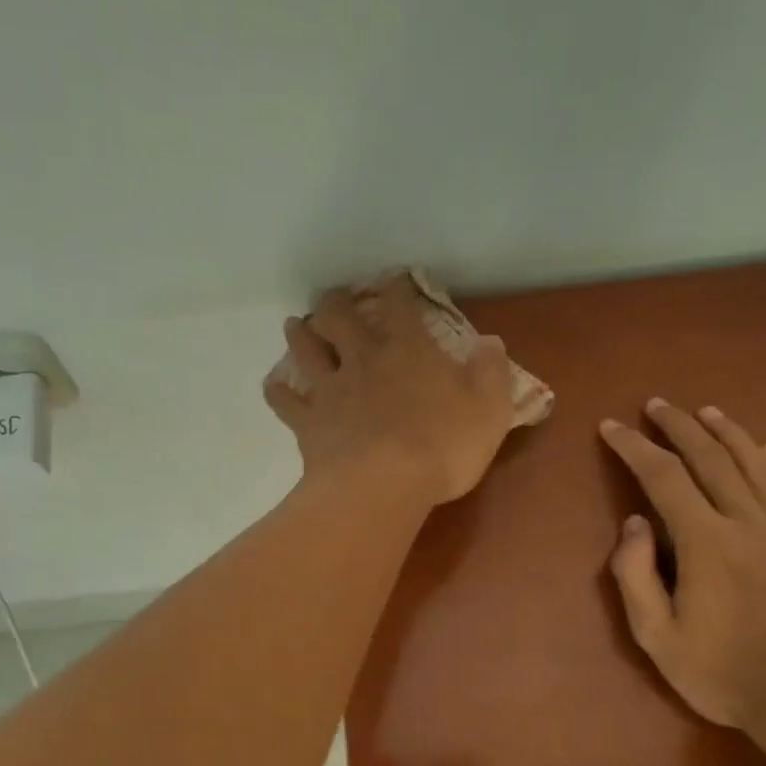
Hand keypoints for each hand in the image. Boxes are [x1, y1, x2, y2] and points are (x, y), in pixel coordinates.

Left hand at [265, 275, 515, 506]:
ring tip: (295, 326)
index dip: (396, 286)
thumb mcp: (490, 409)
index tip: (393, 279)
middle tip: (333, 299)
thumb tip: (490, 342)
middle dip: (335, 302)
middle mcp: (364, 359)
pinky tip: (274, 387)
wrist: (383, 485)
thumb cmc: (443, 447)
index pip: (399, 303)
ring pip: (305, 350)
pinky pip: (284, 401)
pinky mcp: (309, 423)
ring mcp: (331, 390)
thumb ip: (491, 372)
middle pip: (339, 316)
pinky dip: (277, 392)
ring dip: (299, 334)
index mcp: (408, 349)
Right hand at [600, 400, 765, 743]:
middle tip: (655, 405)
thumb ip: (635, 577)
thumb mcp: (657, 638)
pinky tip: (764, 447)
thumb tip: (634, 524)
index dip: (634, 448)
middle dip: (678, 427)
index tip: (611, 427)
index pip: (664, 478)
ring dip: (726, 433)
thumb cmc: (723, 673)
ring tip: (704, 412)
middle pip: (711, 458)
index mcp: (707, 543)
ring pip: (754, 463)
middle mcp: (748, 523)